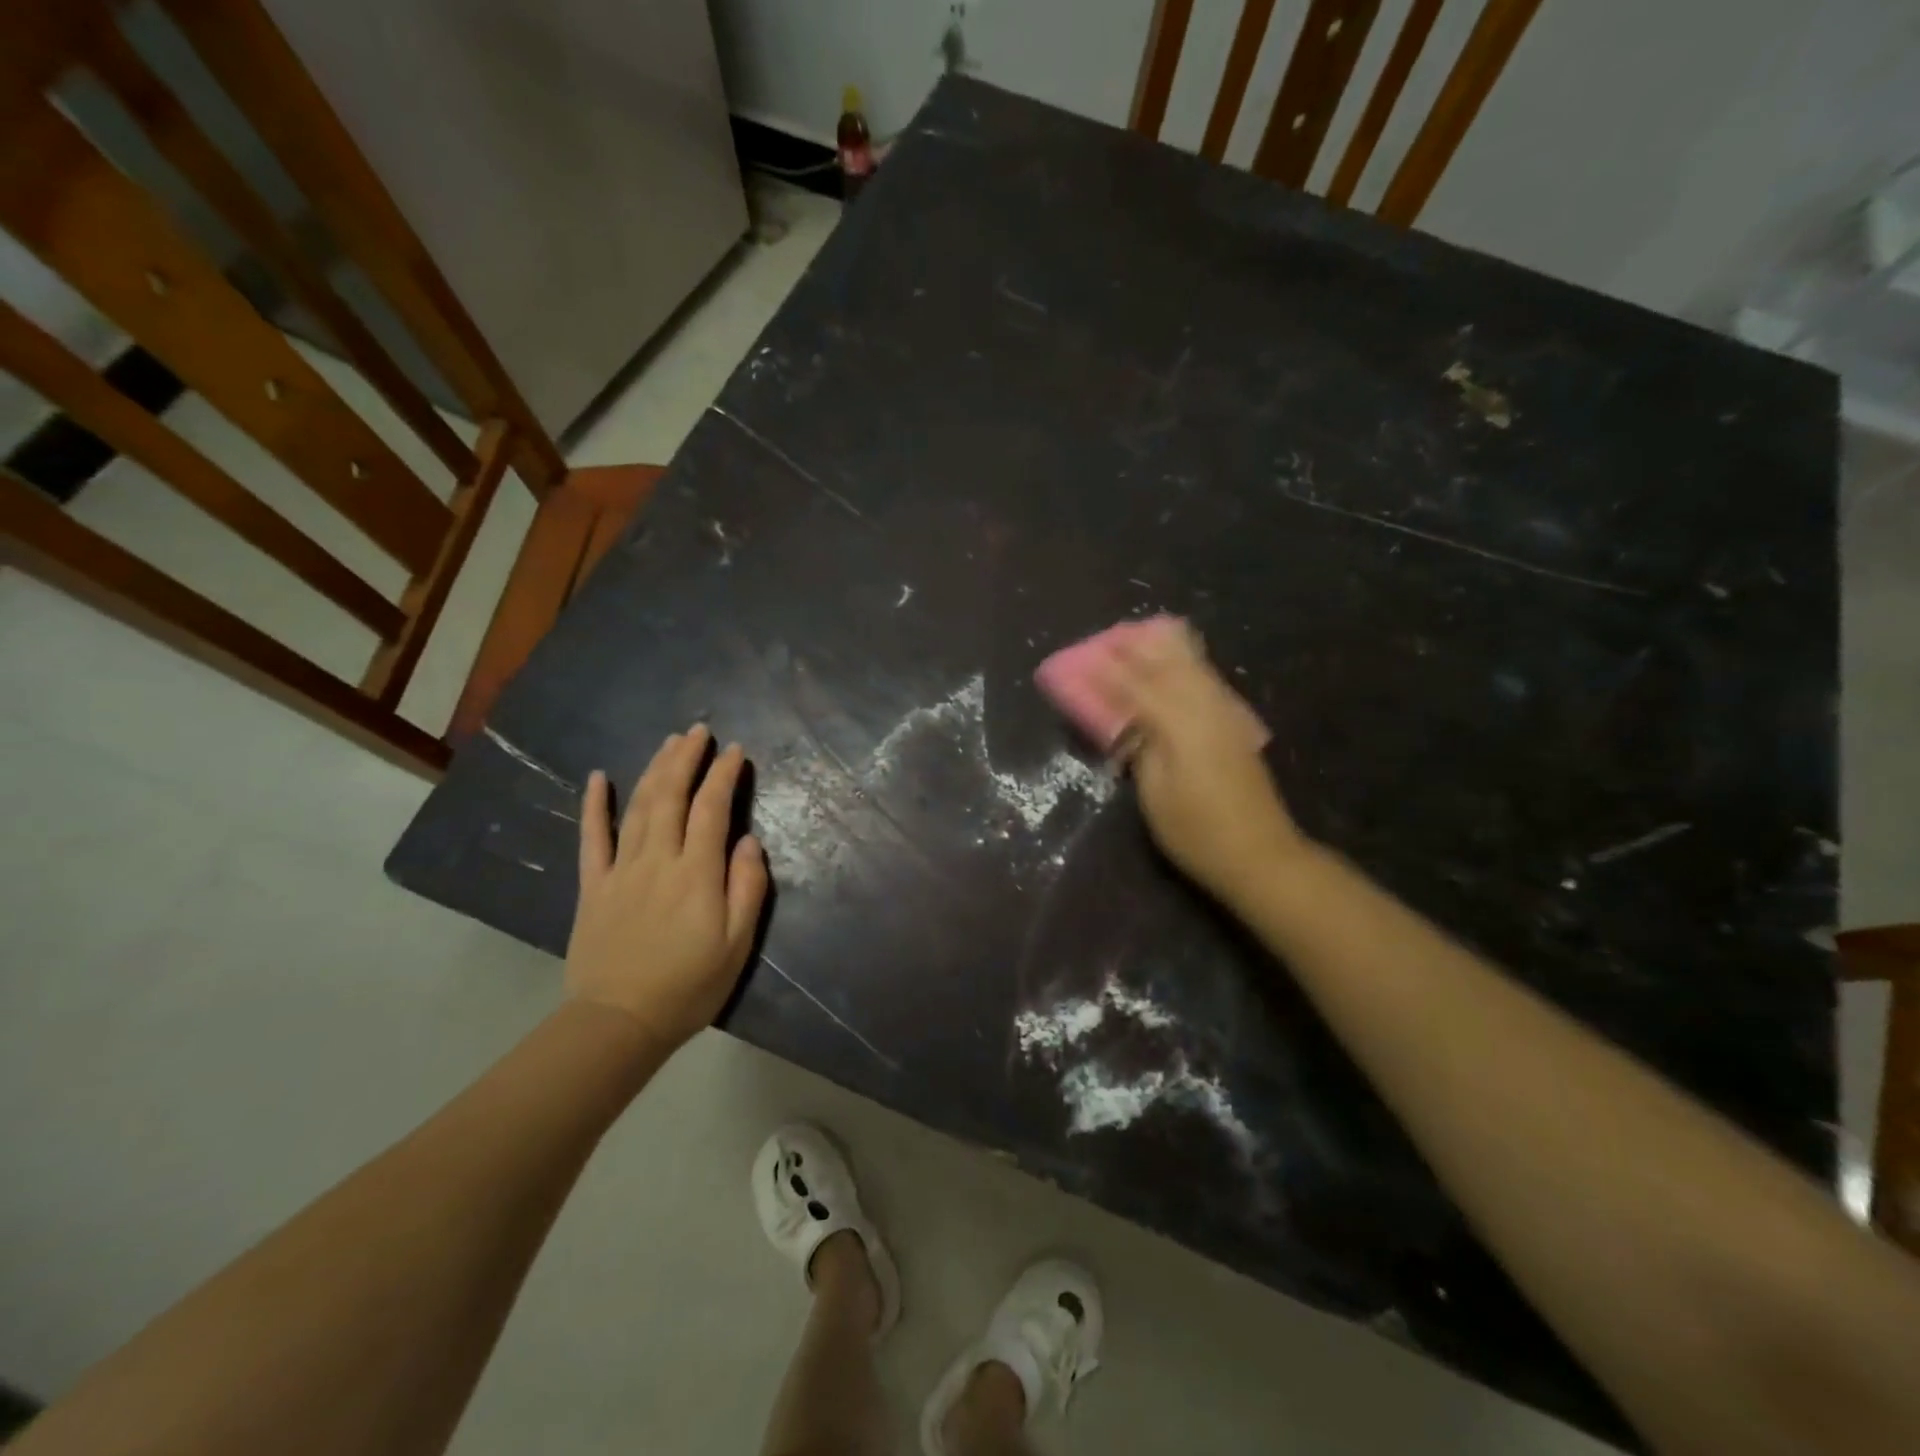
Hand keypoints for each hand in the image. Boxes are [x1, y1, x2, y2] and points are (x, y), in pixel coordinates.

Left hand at [565, 725, 768, 1050]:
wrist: (619, 1022)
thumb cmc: (689, 986)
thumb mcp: (737, 944)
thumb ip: (747, 888)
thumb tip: (749, 842)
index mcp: (697, 874)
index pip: (712, 810)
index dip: (724, 775)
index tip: (735, 751)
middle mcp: (658, 860)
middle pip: (671, 796)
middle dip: (687, 759)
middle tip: (699, 731)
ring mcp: (620, 870)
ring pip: (638, 807)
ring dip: (654, 770)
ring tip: (669, 743)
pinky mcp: (593, 886)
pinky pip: (592, 838)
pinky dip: (594, 805)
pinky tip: (599, 778)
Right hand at [1093, 624, 1306, 904]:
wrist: (1261, 855)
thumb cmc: (1197, 832)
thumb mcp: (1155, 795)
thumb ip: (1140, 749)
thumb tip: (1128, 720)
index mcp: (1181, 727)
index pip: (1138, 688)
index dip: (1109, 672)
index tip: (1083, 658)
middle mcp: (1206, 710)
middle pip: (1169, 666)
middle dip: (1138, 649)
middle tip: (1110, 637)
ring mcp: (1226, 716)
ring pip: (1193, 668)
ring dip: (1165, 649)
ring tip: (1141, 635)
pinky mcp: (1236, 727)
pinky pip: (1207, 681)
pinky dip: (1188, 664)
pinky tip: (1180, 661)